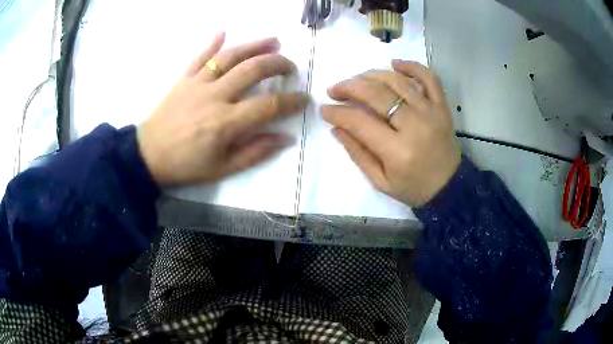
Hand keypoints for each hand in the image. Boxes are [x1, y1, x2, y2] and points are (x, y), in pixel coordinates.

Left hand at [137, 33, 308, 185]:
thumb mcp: (222, 169)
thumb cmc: (186, 165)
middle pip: (253, 70)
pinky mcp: (184, 79)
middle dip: (278, 64)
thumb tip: (285, 138)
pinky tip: (223, 32)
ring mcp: (198, 83)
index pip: (269, 106)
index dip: (291, 101)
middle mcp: (215, 96)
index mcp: (226, 123)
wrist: (148, 155)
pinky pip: (199, 57)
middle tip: (291, 68)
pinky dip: (212, 43)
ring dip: (255, 45)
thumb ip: (255, 152)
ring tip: (274, 41)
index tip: (304, 98)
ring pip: (230, 56)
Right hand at [322, 60, 460, 206]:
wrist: (449, 187)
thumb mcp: (381, 181)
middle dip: (349, 87)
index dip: (337, 112)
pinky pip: (429, 77)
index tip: (324, 109)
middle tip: (335, 89)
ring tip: (357, 79)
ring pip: (397, 81)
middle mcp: (415, 125)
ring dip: (372, 75)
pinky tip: (394, 64)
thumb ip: (357, 153)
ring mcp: (431, 112)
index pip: (360, 121)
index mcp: (397, 151)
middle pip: (376, 94)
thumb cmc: (414, 188)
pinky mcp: (442, 106)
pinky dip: (412, 66)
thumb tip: (336, 127)